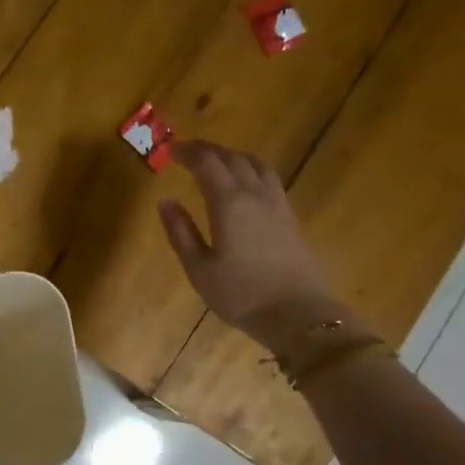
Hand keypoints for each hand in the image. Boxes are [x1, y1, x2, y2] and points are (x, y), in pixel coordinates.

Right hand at [158, 140, 348, 353]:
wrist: (298, 314)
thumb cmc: (241, 295)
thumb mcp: (199, 269)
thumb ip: (181, 233)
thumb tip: (165, 202)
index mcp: (229, 202)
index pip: (206, 163)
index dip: (187, 152)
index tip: (170, 150)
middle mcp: (255, 194)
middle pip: (232, 158)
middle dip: (208, 150)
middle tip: (188, 152)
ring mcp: (277, 204)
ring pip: (256, 165)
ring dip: (233, 156)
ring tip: (217, 162)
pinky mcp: (290, 217)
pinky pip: (269, 179)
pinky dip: (251, 170)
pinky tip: (245, 185)